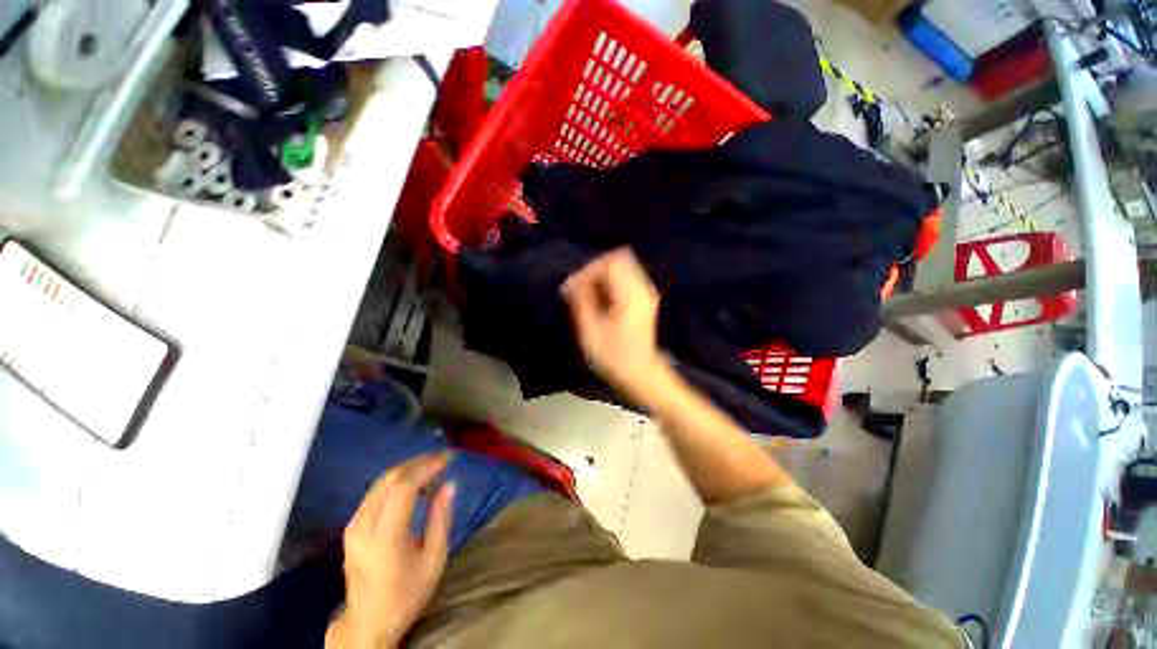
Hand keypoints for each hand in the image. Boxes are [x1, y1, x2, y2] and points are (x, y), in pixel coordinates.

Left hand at [327, 454, 454, 648]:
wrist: (367, 622)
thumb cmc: (406, 594)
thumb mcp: (434, 560)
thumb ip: (441, 519)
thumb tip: (450, 484)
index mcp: (385, 540)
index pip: (403, 490)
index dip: (425, 469)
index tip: (446, 460)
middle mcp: (363, 528)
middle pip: (388, 481)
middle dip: (417, 463)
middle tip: (440, 458)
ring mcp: (353, 527)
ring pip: (379, 483)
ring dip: (406, 469)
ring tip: (430, 466)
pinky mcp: (351, 527)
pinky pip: (374, 492)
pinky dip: (396, 480)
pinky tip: (412, 482)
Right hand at [561, 248, 664, 402]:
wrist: (642, 374)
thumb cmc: (615, 357)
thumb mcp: (592, 332)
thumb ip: (581, 302)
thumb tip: (570, 282)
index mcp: (631, 295)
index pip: (611, 262)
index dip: (589, 270)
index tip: (573, 287)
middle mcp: (642, 288)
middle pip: (618, 259)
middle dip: (594, 270)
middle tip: (578, 289)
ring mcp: (645, 293)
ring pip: (621, 267)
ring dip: (601, 277)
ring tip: (586, 296)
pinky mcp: (643, 299)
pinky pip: (624, 278)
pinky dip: (609, 284)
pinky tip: (598, 301)